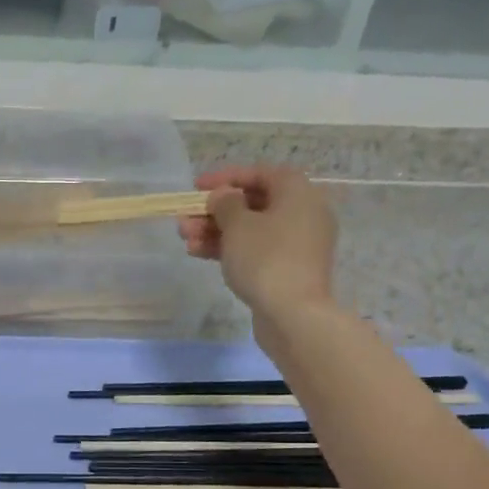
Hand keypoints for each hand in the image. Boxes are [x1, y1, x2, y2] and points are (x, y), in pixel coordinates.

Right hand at [178, 164, 338, 322]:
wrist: (293, 314)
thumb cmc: (265, 259)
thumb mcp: (238, 225)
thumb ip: (225, 203)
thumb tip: (224, 196)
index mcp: (298, 193)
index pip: (260, 173)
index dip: (226, 178)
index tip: (196, 187)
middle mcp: (303, 213)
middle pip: (253, 203)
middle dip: (214, 211)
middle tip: (185, 219)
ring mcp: (297, 244)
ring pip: (251, 229)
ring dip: (216, 231)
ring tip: (185, 239)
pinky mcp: (287, 268)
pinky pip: (256, 250)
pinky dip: (230, 249)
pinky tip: (199, 253)